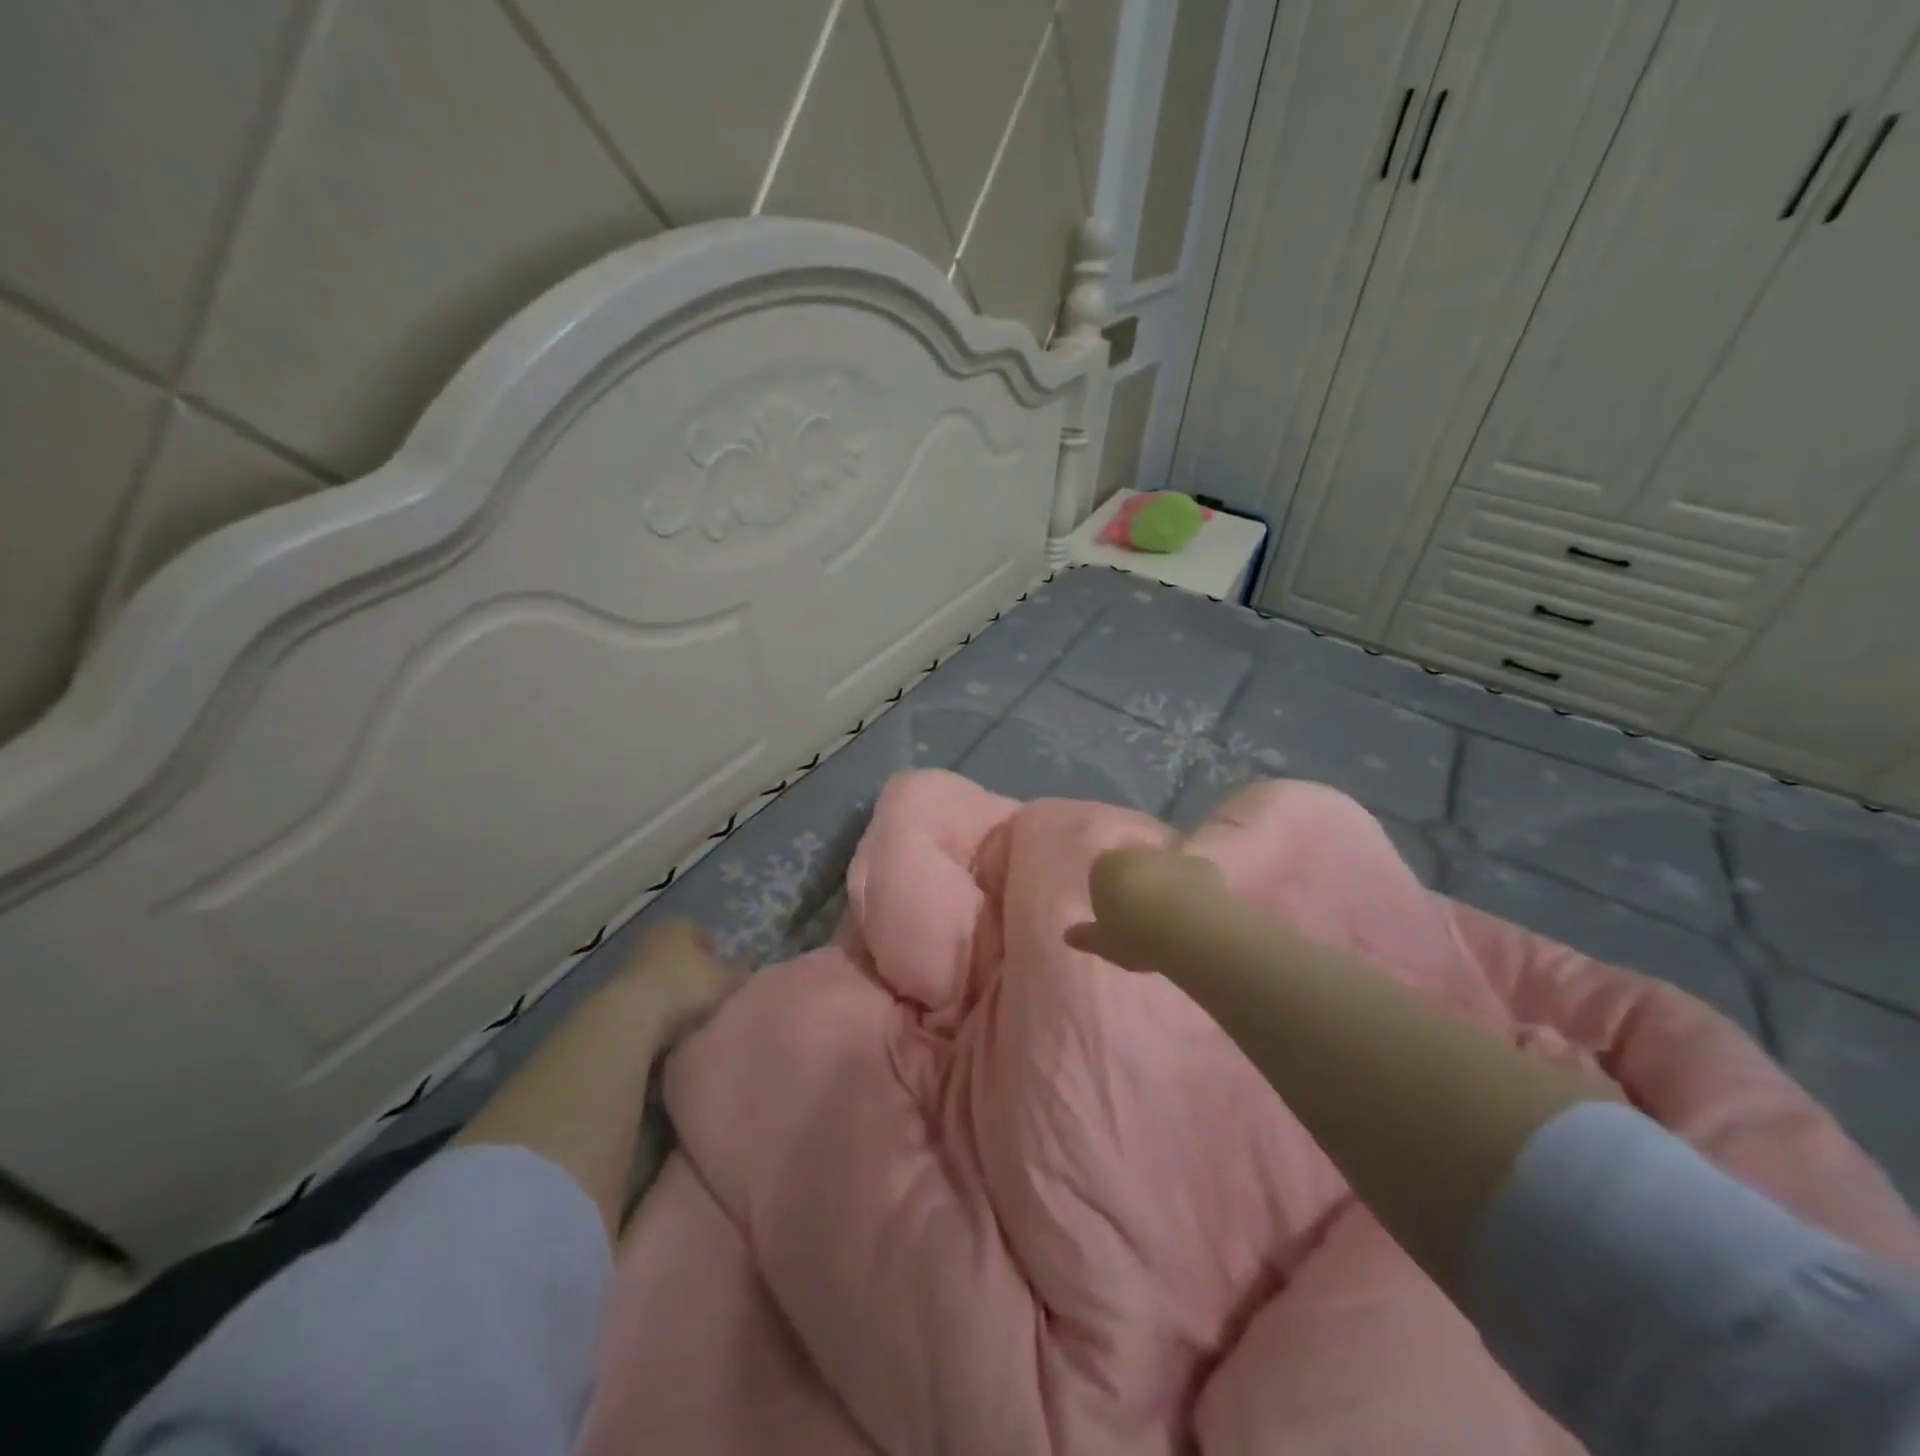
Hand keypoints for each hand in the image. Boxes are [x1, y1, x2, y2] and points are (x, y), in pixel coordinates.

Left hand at [615, 920, 743, 1044]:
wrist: (630, 1020)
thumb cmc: (685, 988)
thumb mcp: (726, 980)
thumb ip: (742, 973)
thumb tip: (754, 969)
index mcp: (680, 926)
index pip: (703, 933)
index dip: (717, 951)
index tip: (726, 972)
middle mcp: (654, 938)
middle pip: (680, 953)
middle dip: (694, 970)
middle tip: (711, 992)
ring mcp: (631, 965)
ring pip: (661, 975)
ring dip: (673, 990)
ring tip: (691, 1014)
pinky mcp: (615, 995)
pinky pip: (646, 998)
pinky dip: (657, 1008)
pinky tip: (669, 1027)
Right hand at [1064, 847, 1227, 974]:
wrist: (1189, 929)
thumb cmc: (1135, 935)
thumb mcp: (1104, 944)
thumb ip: (1086, 937)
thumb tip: (1068, 935)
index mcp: (1104, 866)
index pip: (1099, 876)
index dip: (1107, 899)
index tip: (1114, 923)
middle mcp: (1136, 853)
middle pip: (1132, 869)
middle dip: (1136, 888)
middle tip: (1143, 922)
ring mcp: (1171, 856)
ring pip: (1163, 870)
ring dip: (1165, 887)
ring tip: (1172, 921)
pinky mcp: (1203, 865)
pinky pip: (1192, 878)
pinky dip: (1192, 891)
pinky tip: (1196, 915)